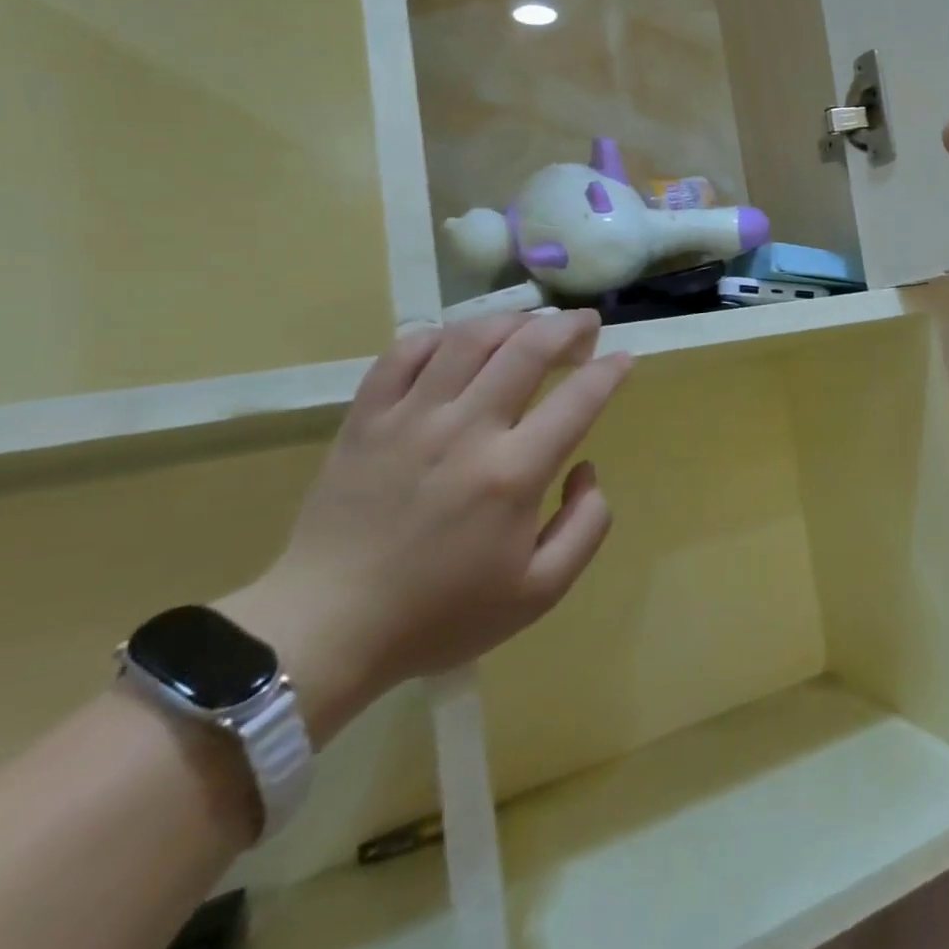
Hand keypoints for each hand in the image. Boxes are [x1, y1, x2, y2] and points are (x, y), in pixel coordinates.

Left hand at [220, 311, 630, 743]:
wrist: (326, 628)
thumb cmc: (440, 614)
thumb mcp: (540, 592)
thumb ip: (586, 526)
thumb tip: (586, 469)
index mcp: (513, 473)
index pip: (579, 398)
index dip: (610, 371)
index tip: (623, 360)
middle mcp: (466, 430)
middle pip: (528, 347)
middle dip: (569, 327)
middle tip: (586, 326)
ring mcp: (410, 418)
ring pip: (470, 337)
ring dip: (513, 320)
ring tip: (532, 326)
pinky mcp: (366, 418)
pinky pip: (405, 351)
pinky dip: (441, 335)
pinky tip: (460, 344)